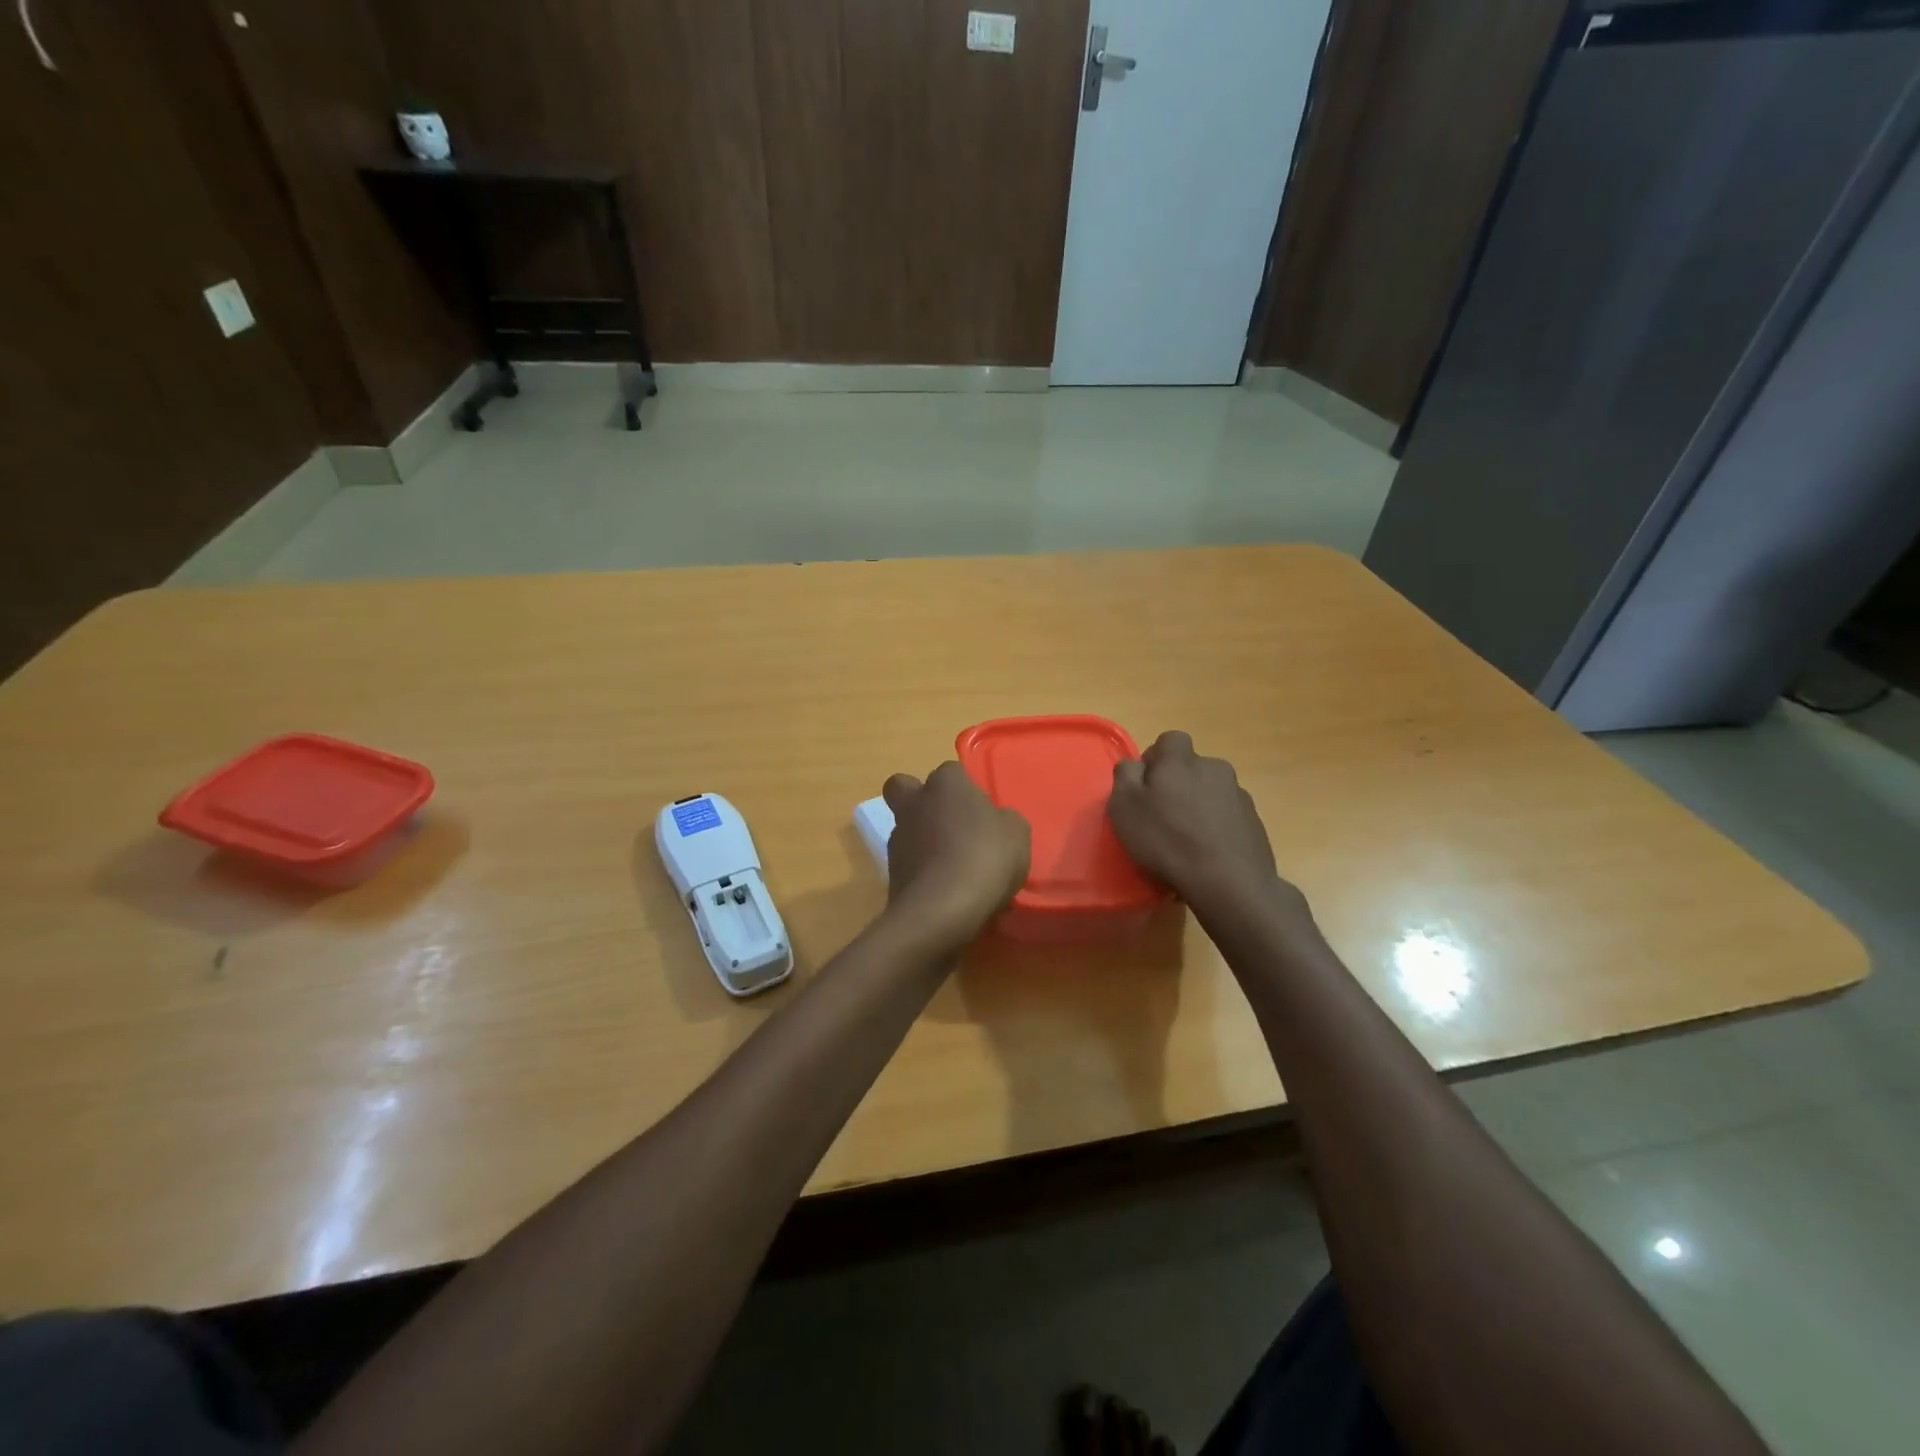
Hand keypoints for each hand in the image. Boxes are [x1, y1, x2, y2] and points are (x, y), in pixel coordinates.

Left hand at [882, 762, 1030, 945]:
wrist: (940, 910)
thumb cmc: (984, 858)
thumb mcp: (1017, 834)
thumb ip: (1004, 820)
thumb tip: (994, 822)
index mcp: (945, 784)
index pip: (952, 771)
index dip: (966, 789)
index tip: (982, 811)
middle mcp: (914, 804)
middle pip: (906, 788)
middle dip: (921, 800)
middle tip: (950, 823)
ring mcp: (898, 839)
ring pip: (906, 828)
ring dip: (924, 840)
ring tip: (954, 867)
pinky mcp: (890, 873)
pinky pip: (910, 863)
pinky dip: (923, 871)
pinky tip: (947, 890)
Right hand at [1108, 731, 1304, 917]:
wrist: (1229, 882)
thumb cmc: (1167, 840)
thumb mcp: (1125, 806)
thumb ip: (1126, 775)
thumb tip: (1135, 765)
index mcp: (1182, 760)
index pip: (1169, 740)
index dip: (1155, 760)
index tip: (1145, 788)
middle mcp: (1214, 768)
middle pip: (1191, 768)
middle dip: (1177, 785)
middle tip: (1161, 817)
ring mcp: (1239, 795)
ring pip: (1210, 793)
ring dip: (1198, 807)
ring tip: (1185, 841)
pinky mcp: (1254, 823)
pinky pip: (1227, 817)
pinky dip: (1215, 828)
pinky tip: (1206, 855)